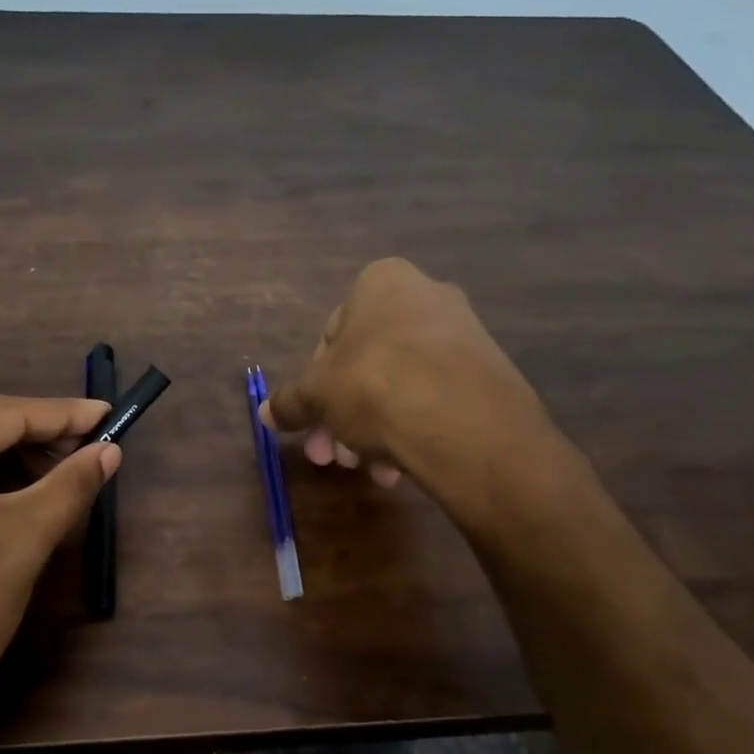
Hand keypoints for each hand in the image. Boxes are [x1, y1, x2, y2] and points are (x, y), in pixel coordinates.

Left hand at [0, 391, 118, 753]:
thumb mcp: (23, 538)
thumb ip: (71, 483)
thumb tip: (111, 450)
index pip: (2, 412)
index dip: (63, 414)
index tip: (109, 414)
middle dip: (31, 436)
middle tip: (86, 448)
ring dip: (0, 459)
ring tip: (50, 478)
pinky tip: (1, 500)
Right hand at [260, 257, 565, 507]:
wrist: (464, 423)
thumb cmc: (375, 386)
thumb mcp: (317, 396)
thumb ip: (290, 402)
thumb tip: (266, 413)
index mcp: (381, 283)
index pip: (331, 335)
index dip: (315, 385)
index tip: (312, 422)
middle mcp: (426, 296)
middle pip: (366, 364)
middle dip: (343, 416)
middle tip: (332, 456)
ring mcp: (463, 334)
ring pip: (400, 386)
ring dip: (373, 430)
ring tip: (368, 470)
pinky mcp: (488, 373)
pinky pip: (434, 399)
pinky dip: (412, 430)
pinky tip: (400, 469)